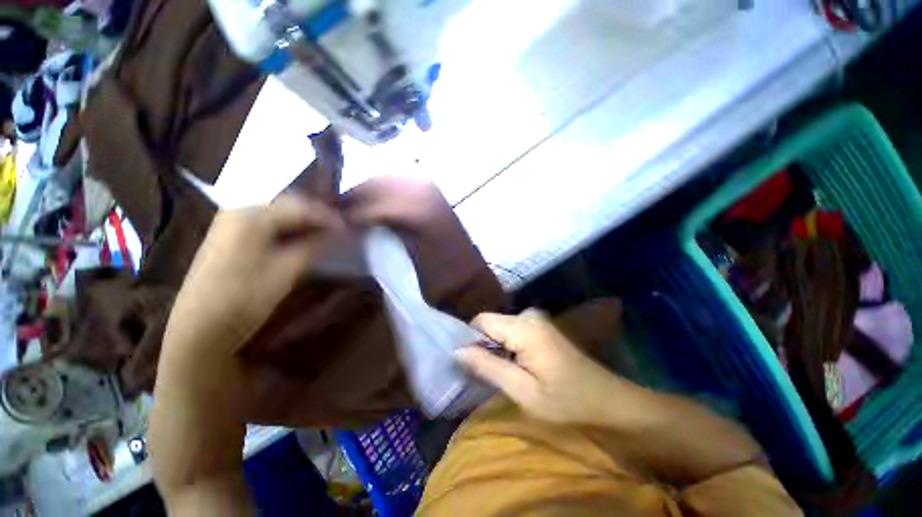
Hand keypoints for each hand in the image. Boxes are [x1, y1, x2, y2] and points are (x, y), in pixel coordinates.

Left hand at [165, 194, 345, 352]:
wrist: (200, 327)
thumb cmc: (245, 298)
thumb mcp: (287, 270)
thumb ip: (313, 244)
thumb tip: (336, 230)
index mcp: (251, 216)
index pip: (300, 206)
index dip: (328, 216)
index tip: (348, 228)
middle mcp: (238, 210)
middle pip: (288, 205)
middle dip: (316, 215)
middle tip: (338, 229)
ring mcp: (230, 222)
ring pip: (278, 213)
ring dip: (303, 222)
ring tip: (324, 234)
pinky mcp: (229, 235)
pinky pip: (267, 223)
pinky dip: (288, 228)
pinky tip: (300, 239)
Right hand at [458, 309, 631, 425]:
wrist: (607, 400)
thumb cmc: (566, 401)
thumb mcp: (523, 391)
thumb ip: (488, 367)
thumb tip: (457, 351)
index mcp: (524, 327)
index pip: (481, 321)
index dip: (470, 340)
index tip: (469, 365)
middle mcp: (528, 315)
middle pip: (490, 323)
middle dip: (482, 345)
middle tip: (485, 374)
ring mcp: (536, 319)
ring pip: (500, 327)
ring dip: (495, 347)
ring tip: (501, 372)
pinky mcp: (540, 326)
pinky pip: (512, 330)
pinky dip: (506, 346)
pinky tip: (515, 365)